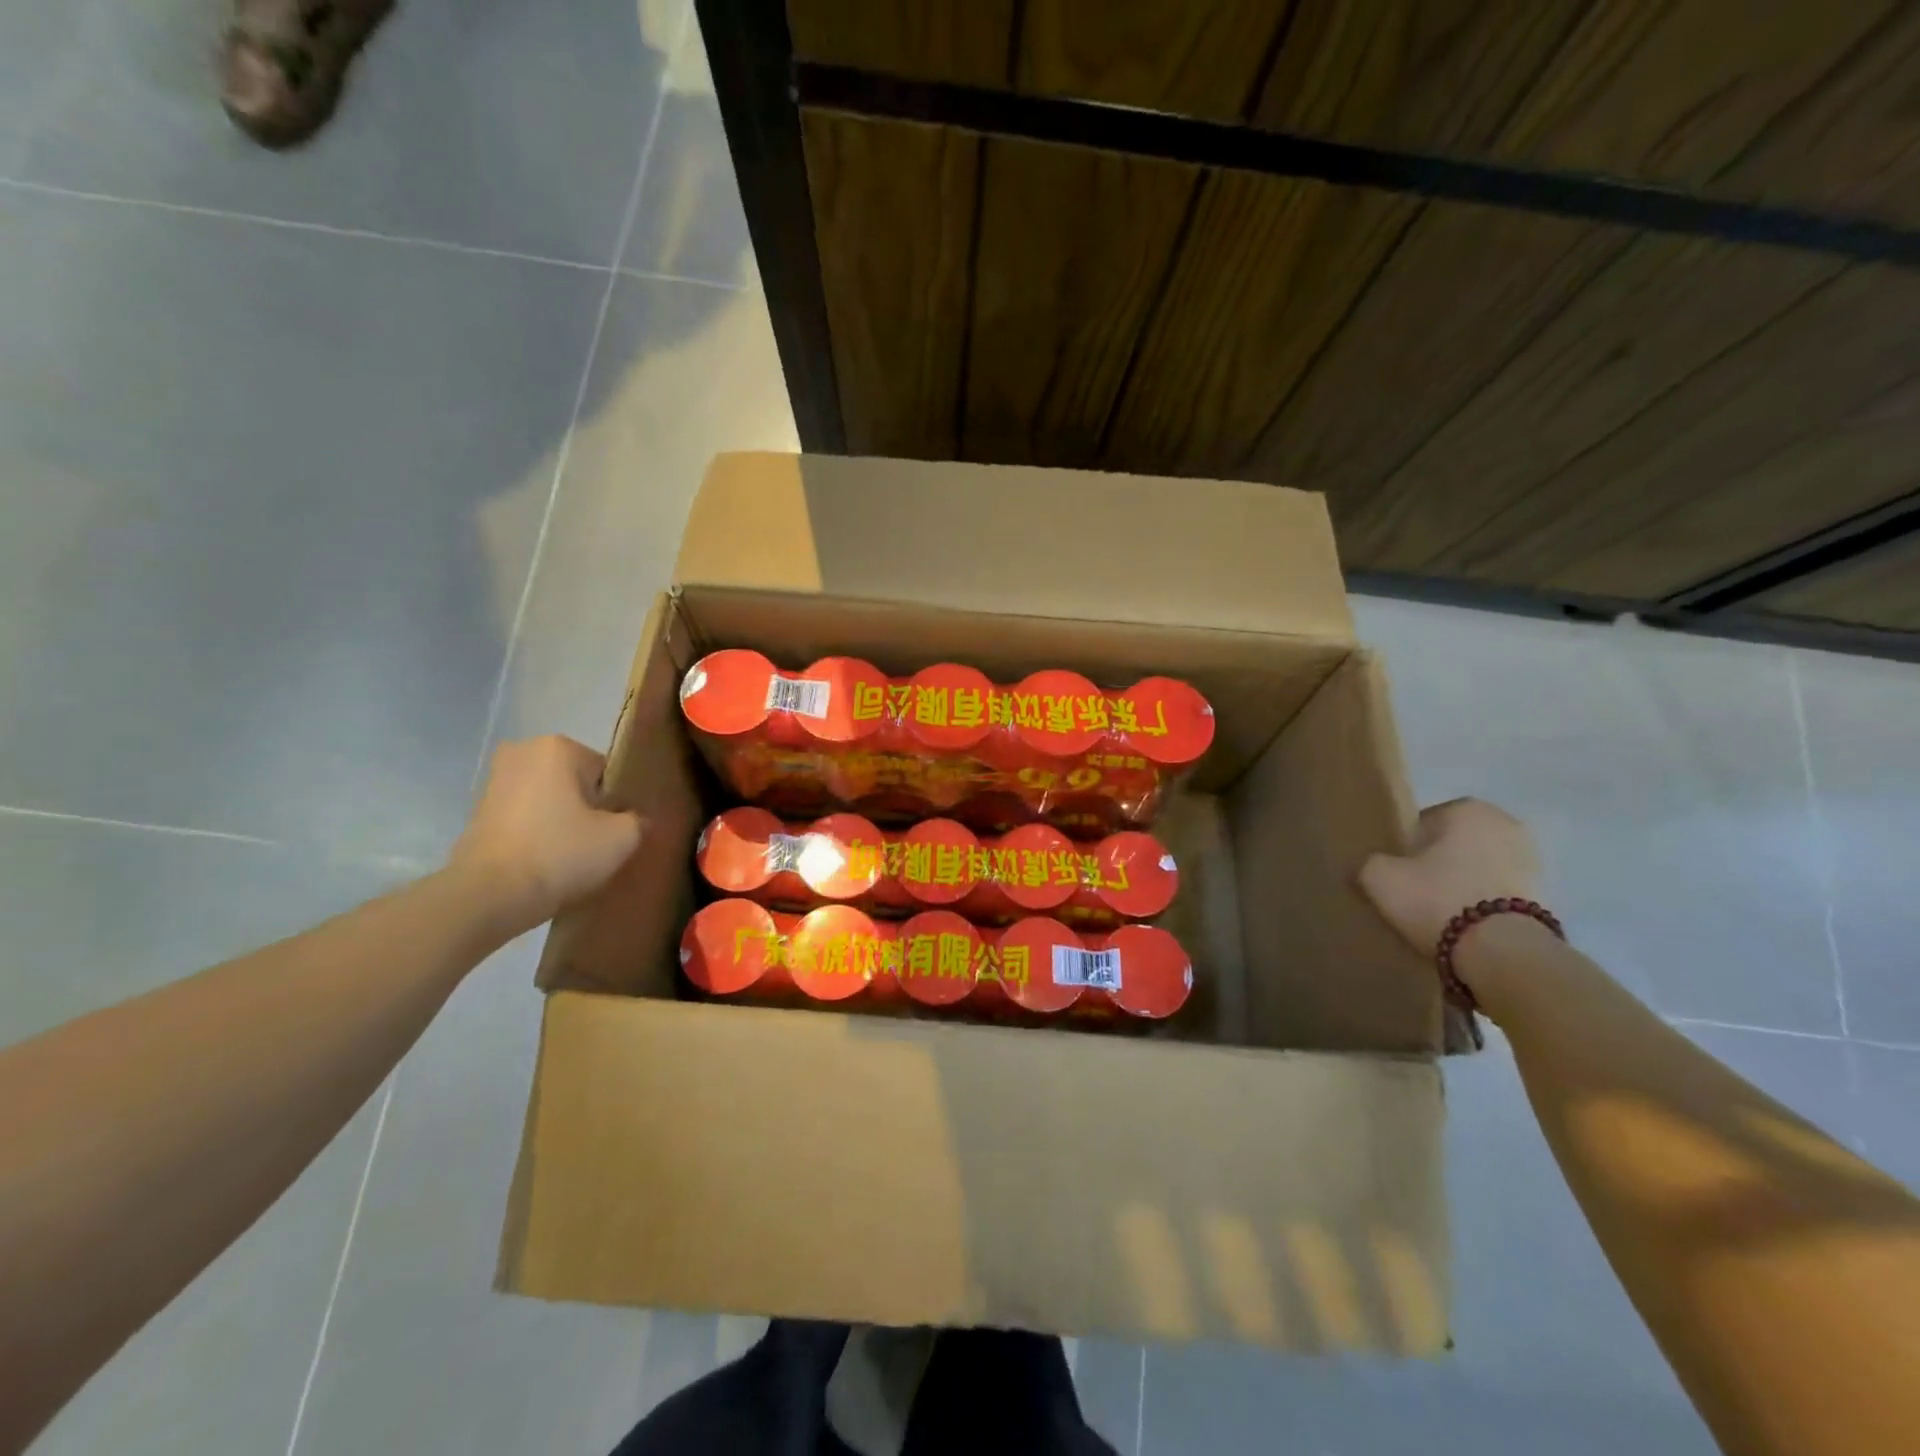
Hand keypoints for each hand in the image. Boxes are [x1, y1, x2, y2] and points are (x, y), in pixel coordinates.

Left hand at [449, 736, 642, 934]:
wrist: (488, 896)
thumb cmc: (560, 854)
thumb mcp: (622, 838)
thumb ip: (639, 820)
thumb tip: (635, 820)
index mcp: (558, 747)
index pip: (606, 772)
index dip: (617, 804)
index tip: (615, 831)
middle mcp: (522, 752)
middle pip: (576, 783)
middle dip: (587, 809)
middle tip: (595, 844)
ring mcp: (494, 782)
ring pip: (549, 800)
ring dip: (561, 821)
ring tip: (569, 857)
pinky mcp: (476, 812)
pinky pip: (524, 818)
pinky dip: (536, 834)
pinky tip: (544, 862)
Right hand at [1358, 798, 1539, 954]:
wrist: (1503, 953)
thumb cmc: (1438, 899)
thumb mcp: (1379, 877)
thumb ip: (1369, 862)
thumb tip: (1374, 866)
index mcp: (1468, 808)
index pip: (1420, 823)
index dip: (1402, 849)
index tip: (1395, 874)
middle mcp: (1505, 824)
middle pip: (1452, 845)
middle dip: (1435, 865)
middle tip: (1413, 894)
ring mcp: (1532, 860)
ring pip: (1476, 869)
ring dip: (1460, 885)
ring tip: (1438, 915)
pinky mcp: (1545, 895)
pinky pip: (1496, 893)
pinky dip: (1481, 905)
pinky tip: (1463, 927)